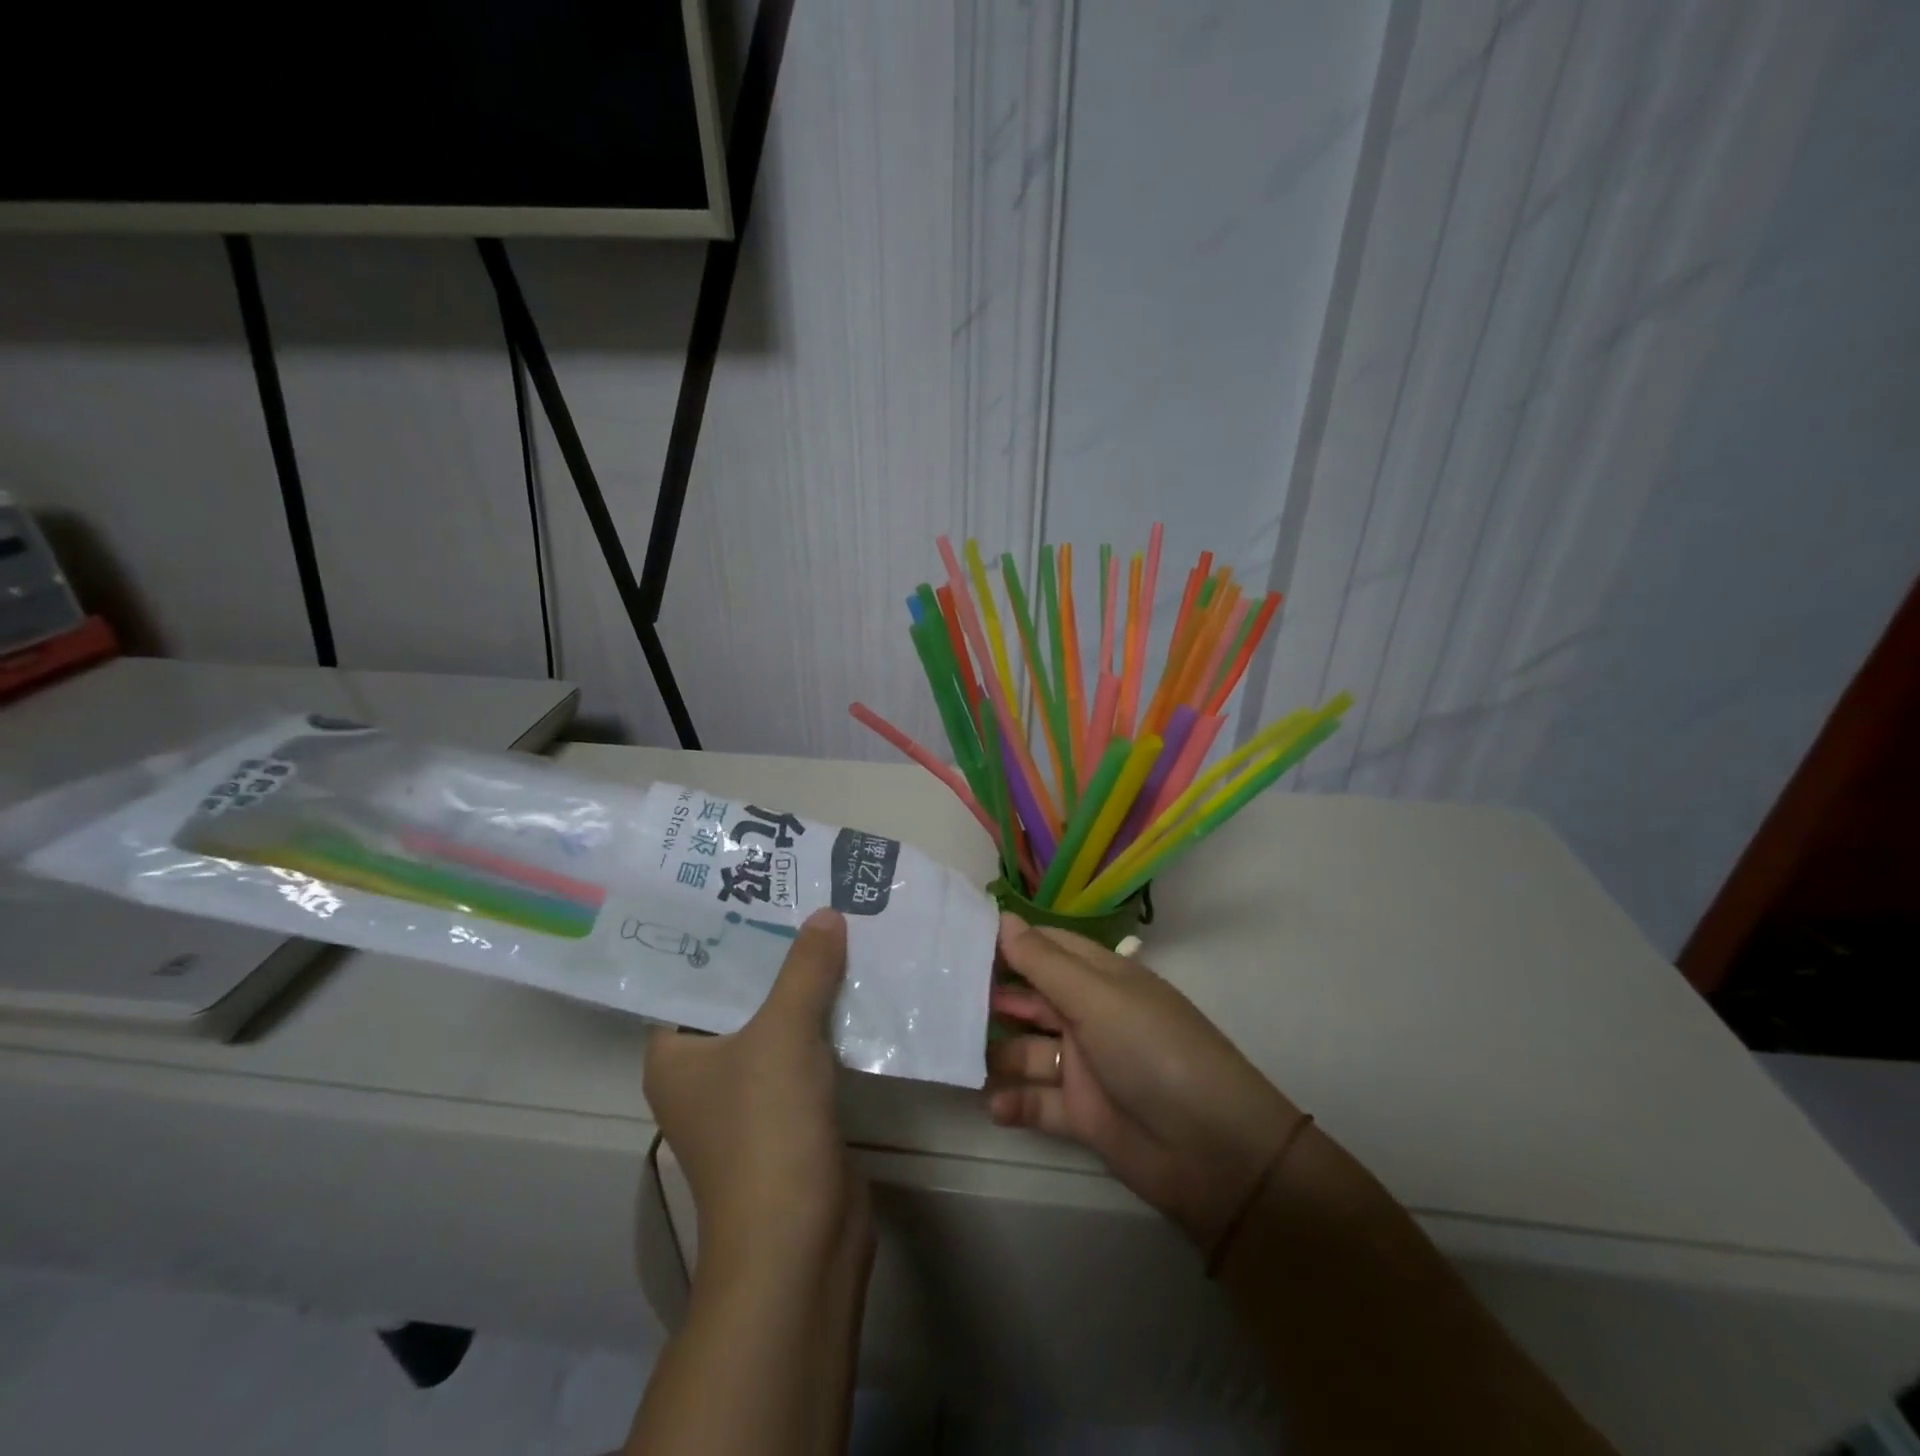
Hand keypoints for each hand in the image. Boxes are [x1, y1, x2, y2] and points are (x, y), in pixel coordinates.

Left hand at [645, 908, 869, 1269]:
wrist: (800, 1238)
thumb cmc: (766, 1126)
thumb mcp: (783, 1032)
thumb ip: (804, 969)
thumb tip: (826, 914)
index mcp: (674, 1054)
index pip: (693, 978)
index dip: (726, 935)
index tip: (759, 892)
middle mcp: (703, 1073)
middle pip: (741, 997)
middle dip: (776, 955)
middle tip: (806, 900)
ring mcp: (748, 1097)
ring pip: (777, 1024)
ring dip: (805, 987)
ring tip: (836, 929)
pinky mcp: (789, 1113)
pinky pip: (805, 1050)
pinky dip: (825, 1022)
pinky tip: (854, 986)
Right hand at [989, 913, 1300, 1250]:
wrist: (1213, 1153)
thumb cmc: (1153, 1052)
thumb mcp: (1097, 999)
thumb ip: (1044, 963)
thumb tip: (1002, 918)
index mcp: (1102, 978)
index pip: (1048, 947)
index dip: (1008, 943)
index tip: (958, 940)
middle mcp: (1091, 1016)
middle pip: (1033, 998)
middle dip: (994, 998)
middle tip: (944, 999)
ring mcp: (1086, 1066)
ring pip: (1029, 1050)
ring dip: (998, 1053)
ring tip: (959, 1054)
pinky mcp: (1083, 1114)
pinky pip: (1039, 1101)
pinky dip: (1016, 1101)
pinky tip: (995, 1104)